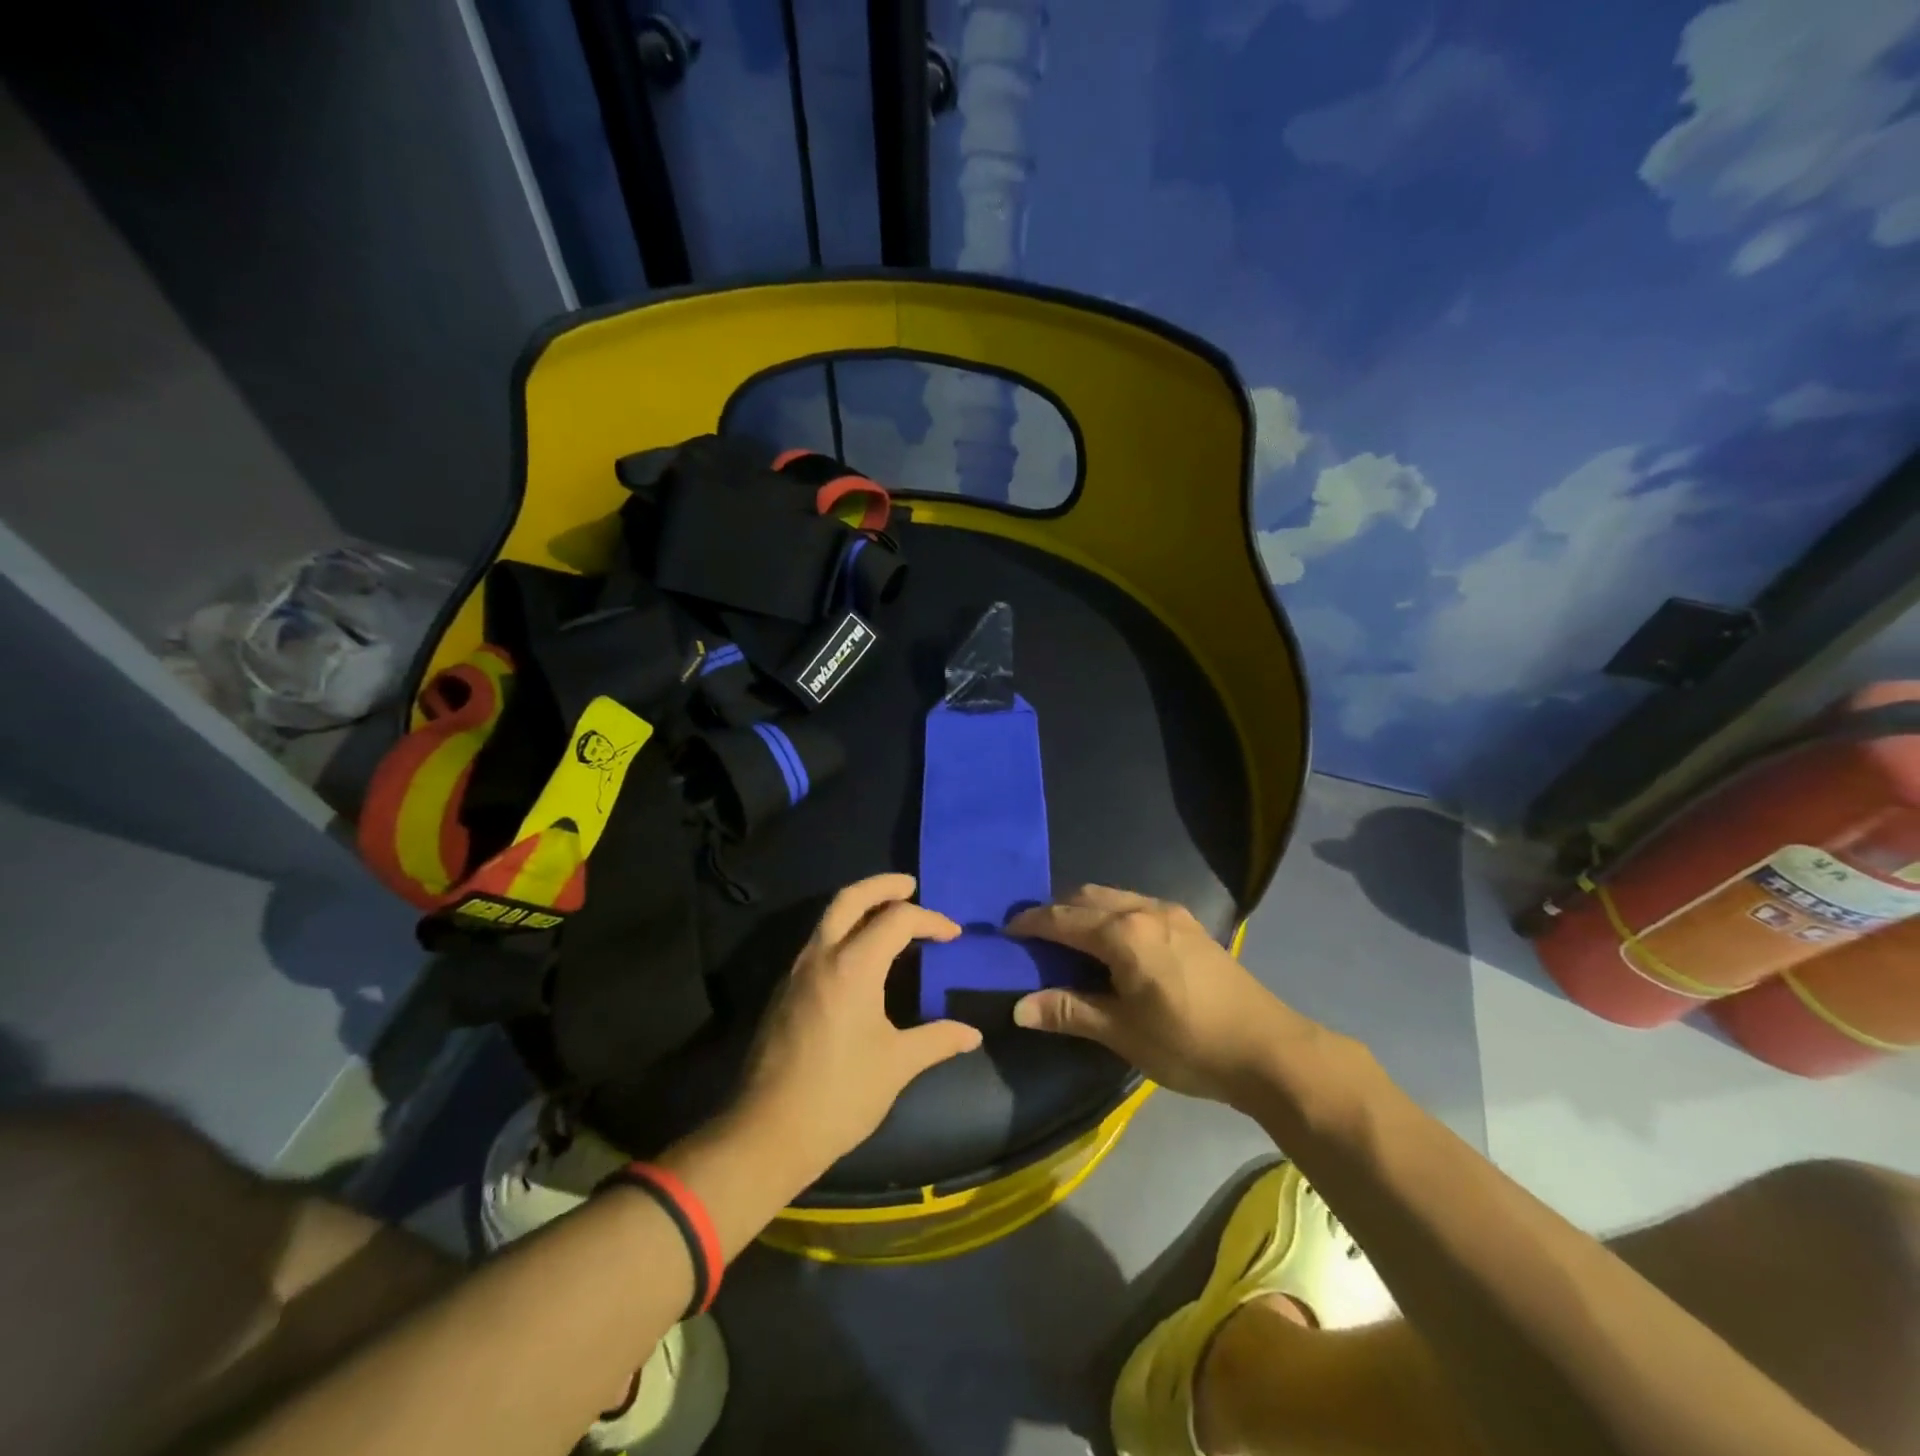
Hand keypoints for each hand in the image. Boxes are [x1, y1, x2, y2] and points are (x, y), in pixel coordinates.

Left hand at [732, 874, 983, 1178]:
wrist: (767, 1133)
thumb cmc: (839, 1095)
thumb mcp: (896, 1065)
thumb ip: (937, 1040)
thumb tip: (972, 1034)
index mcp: (852, 966)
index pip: (896, 920)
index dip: (930, 920)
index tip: (953, 935)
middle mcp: (820, 956)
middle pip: (849, 898)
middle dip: (882, 885)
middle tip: (910, 885)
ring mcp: (796, 972)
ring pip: (828, 918)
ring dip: (859, 906)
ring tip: (890, 915)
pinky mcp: (784, 991)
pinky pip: (818, 943)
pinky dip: (843, 931)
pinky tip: (861, 956)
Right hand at [1009, 885, 1324, 1109]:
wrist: (1269, 1050)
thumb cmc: (1188, 1043)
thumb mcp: (1122, 1032)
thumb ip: (1069, 1011)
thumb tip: (1019, 1008)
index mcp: (1124, 933)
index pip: (1063, 919)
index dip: (1031, 924)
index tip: (1006, 932)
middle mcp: (1145, 910)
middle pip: (1087, 897)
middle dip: (1057, 911)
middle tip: (1035, 937)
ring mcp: (1172, 914)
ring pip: (1114, 897)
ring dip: (1086, 910)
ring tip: (1070, 940)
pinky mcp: (1191, 925)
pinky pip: (1137, 905)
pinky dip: (1113, 913)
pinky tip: (1114, 943)